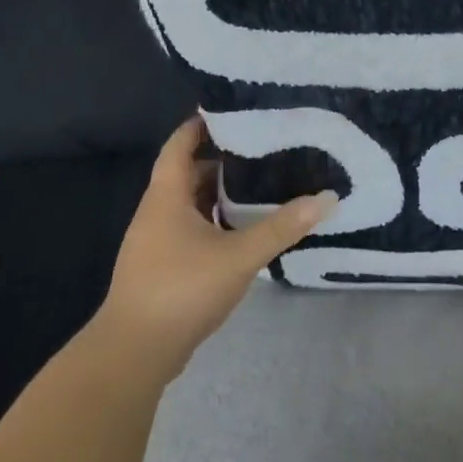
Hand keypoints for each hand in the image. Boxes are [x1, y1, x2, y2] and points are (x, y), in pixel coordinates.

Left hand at [87, 114, 335, 389]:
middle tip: (261, 149)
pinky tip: (242, 232)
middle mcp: (156, 213)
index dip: (200, 125)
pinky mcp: (162, 268)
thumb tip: (327, 198)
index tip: (231, 110)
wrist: (135, 351)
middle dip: (221, 161)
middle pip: (187, 174)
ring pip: (189, 205)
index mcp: (166, 198)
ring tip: (260, 185)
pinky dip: (215, 223)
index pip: (179, 146)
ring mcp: (155, 242)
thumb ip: (282, 227)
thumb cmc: (182, 289)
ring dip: (218, 195)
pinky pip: (190, 231)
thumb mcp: (239, 255)